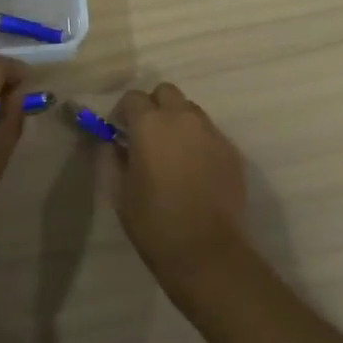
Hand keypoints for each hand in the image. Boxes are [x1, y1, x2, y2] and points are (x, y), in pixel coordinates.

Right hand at [102, 83, 250, 300]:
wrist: (206, 250)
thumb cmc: (153, 221)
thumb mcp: (119, 191)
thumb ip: (111, 158)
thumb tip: (110, 143)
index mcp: (149, 124)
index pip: (133, 97)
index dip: (123, 112)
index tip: (120, 132)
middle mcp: (182, 118)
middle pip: (166, 92)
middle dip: (154, 106)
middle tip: (147, 135)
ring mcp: (211, 132)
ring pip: (191, 111)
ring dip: (178, 121)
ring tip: (173, 152)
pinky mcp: (231, 150)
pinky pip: (210, 133)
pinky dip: (199, 141)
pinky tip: (195, 170)